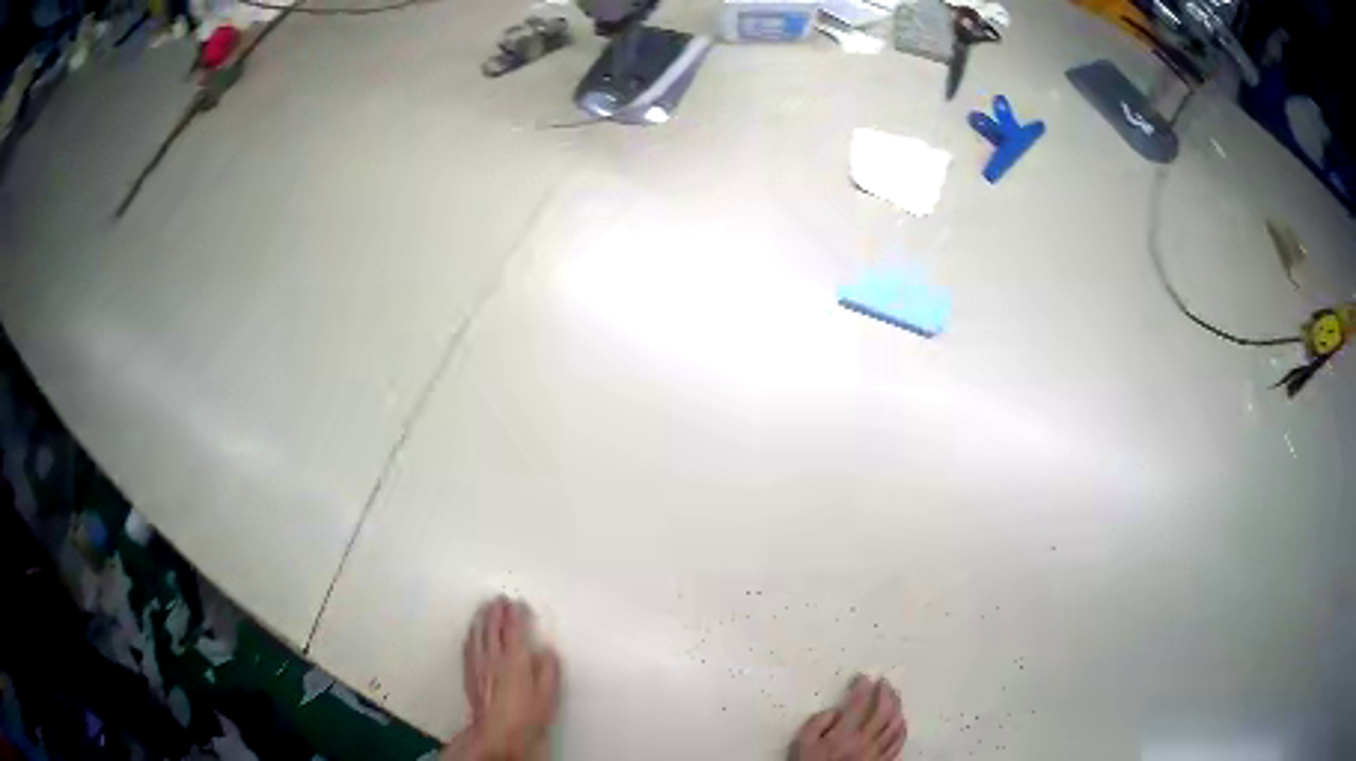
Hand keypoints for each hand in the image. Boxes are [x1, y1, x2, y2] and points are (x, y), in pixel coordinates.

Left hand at [443, 597, 560, 760]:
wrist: (497, 732)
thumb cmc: (527, 715)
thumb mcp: (548, 695)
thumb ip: (549, 670)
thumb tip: (546, 650)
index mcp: (515, 660)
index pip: (514, 629)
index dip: (517, 614)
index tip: (520, 603)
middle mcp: (494, 657)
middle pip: (492, 627)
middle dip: (497, 610)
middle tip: (500, 599)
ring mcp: (479, 664)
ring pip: (477, 633)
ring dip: (481, 618)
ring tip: (484, 607)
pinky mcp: (469, 673)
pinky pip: (468, 646)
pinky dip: (471, 633)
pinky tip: (472, 631)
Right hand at [790, 675, 906, 760]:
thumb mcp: (802, 744)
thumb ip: (816, 724)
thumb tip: (834, 710)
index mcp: (845, 734)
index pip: (859, 703)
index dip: (863, 687)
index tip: (863, 677)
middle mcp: (865, 740)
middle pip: (884, 711)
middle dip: (886, 693)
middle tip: (885, 682)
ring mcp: (877, 752)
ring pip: (896, 725)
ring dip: (897, 708)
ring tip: (895, 697)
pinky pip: (899, 743)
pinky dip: (902, 729)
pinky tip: (900, 723)